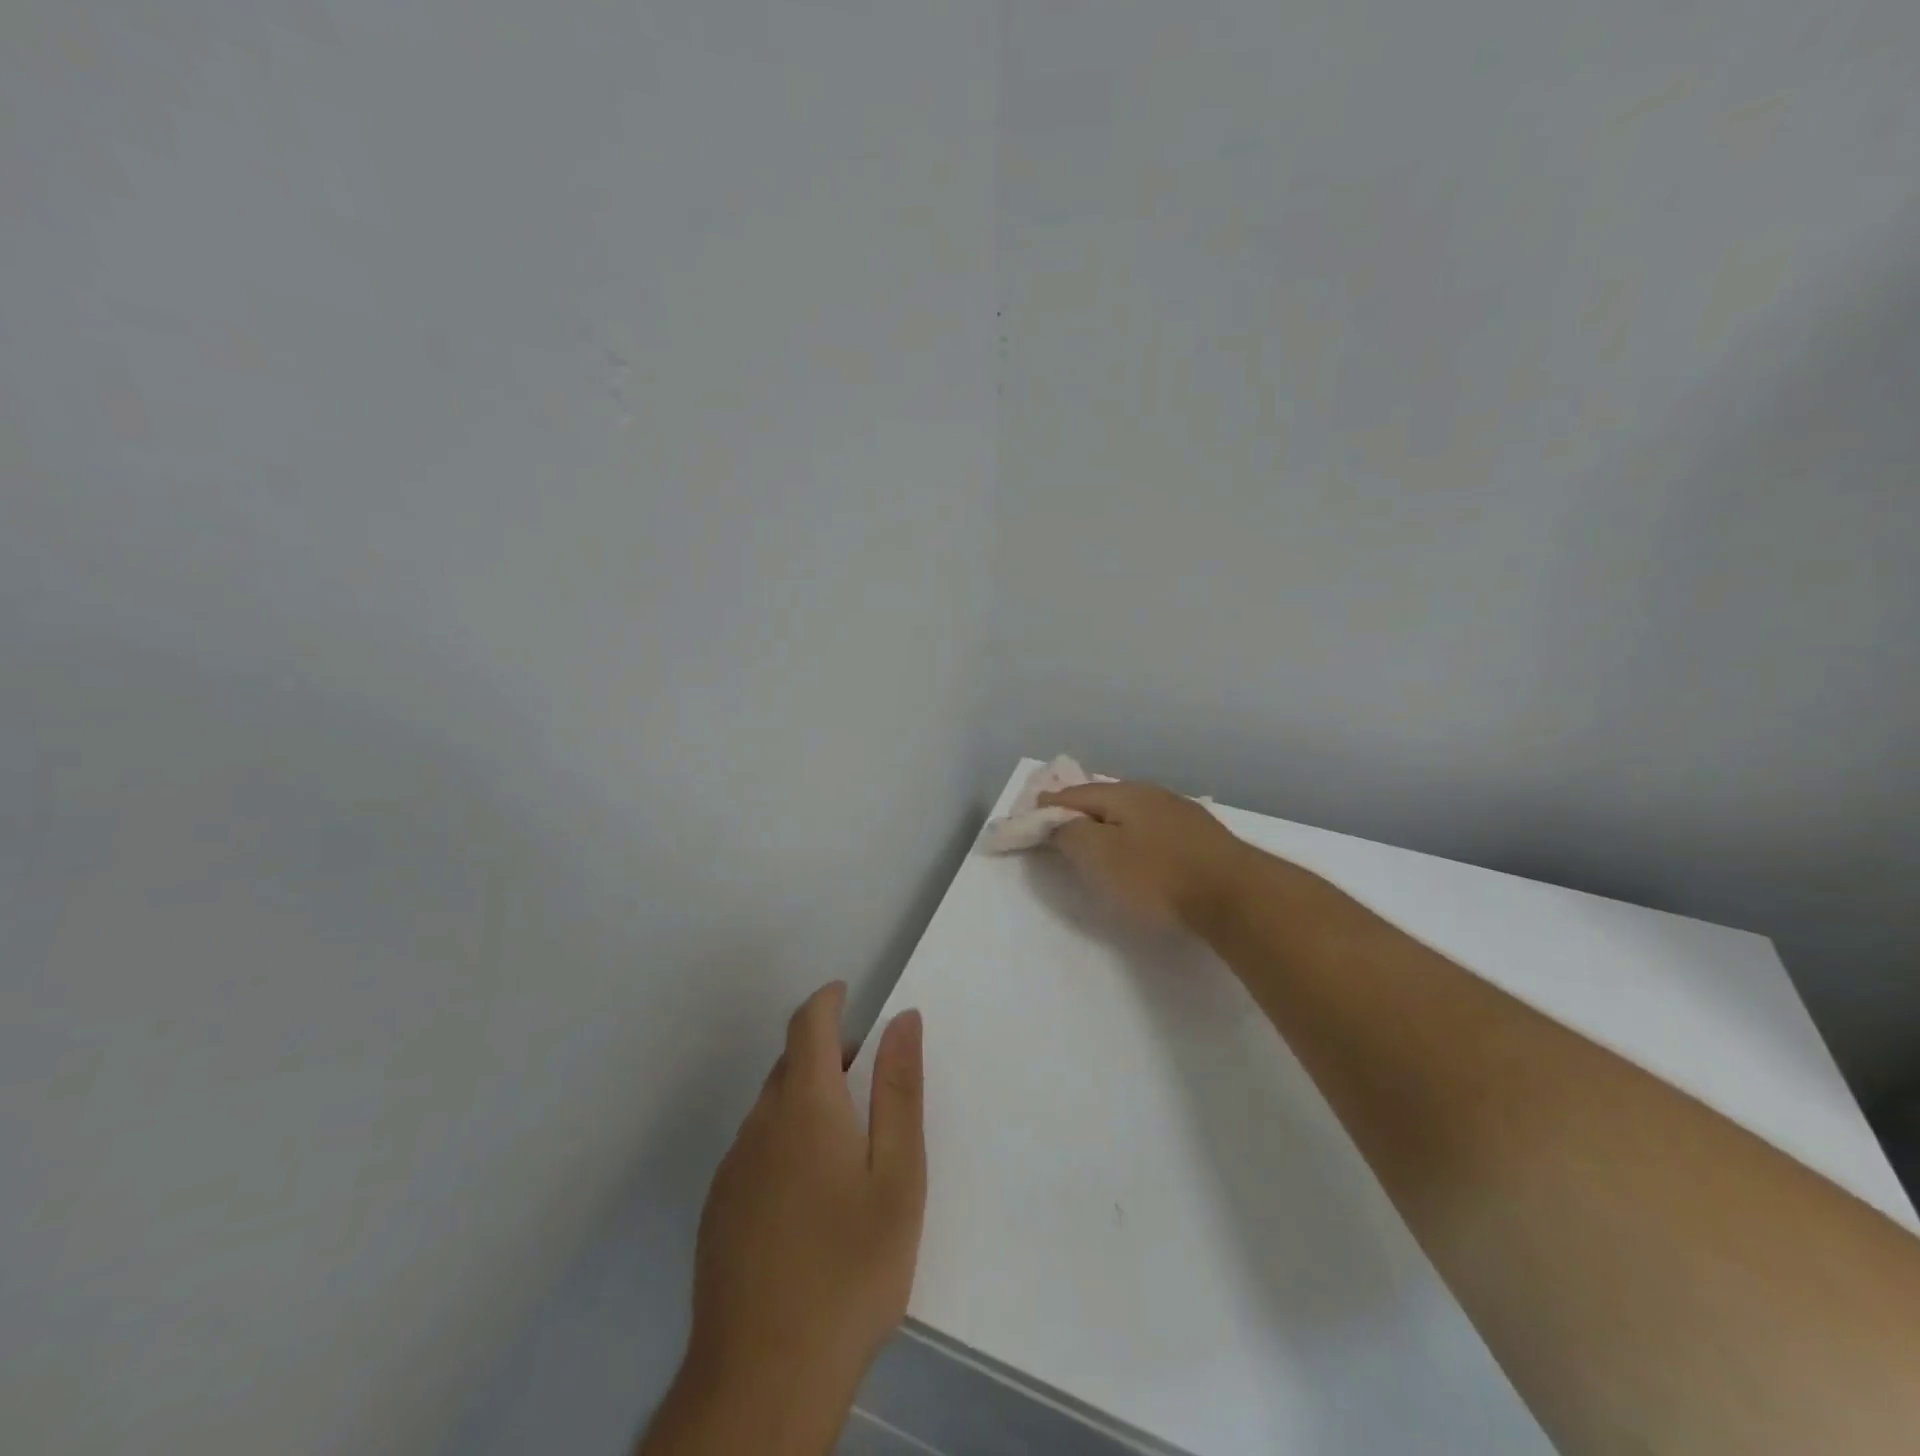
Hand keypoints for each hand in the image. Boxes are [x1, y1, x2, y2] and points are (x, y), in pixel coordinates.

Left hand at [642, 982, 925, 1455]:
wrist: (763, 1380)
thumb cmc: (850, 1268)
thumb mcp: (898, 1176)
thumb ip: (899, 1090)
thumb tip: (903, 1020)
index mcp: (805, 1105)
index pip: (808, 1024)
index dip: (827, 1000)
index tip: (848, 994)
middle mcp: (760, 1124)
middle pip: (790, 1065)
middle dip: (827, 1055)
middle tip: (869, 1084)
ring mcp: (732, 1170)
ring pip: (772, 1110)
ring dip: (807, 1101)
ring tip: (848, 1150)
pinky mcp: (718, 1211)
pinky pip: (756, 1151)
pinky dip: (785, 1143)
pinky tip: (808, 1202)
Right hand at [1040, 780, 1256, 932]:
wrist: (1236, 896)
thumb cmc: (1157, 875)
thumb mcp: (1099, 855)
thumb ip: (1071, 834)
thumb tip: (1059, 822)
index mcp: (1124, 793)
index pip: (1073, 794)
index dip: (1048, 806)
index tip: (1030, 817)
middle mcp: (1153, 794)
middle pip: (1105, 799)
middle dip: (1080, 812)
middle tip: (1061, 829)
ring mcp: (1182, 814)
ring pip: (1133, 814)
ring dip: (1111, 825)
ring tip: (1098, 842)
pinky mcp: (1203, 838)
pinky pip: (1155, 831)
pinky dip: (1137, 838)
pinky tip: (1141, 853)